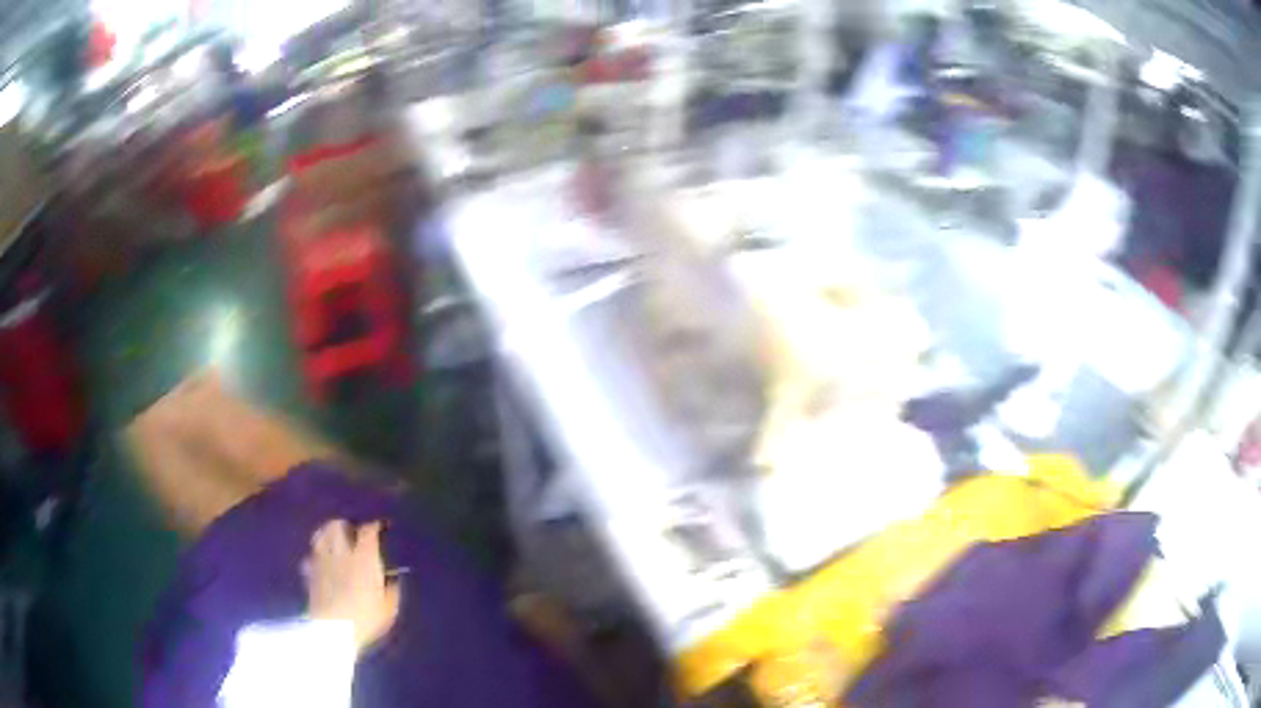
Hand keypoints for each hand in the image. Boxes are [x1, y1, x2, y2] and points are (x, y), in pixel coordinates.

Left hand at [303, 519, 401, 653]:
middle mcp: (341, 553)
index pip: (368, 531)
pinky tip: (319, 564)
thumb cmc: (366, 618)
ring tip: (332, 541)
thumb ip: (391, 590)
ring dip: (326, 535)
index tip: (379, 528)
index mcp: (364, 558)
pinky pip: (309, 558)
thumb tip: (392, 580)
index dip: (374, 526)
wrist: (334, 629)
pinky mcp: (309, 575)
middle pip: (337, 526)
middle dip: (344, 526)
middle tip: (351, 533)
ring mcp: (322, 562)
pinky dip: (314, 558)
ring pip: (319, 537)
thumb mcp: (389, 607)